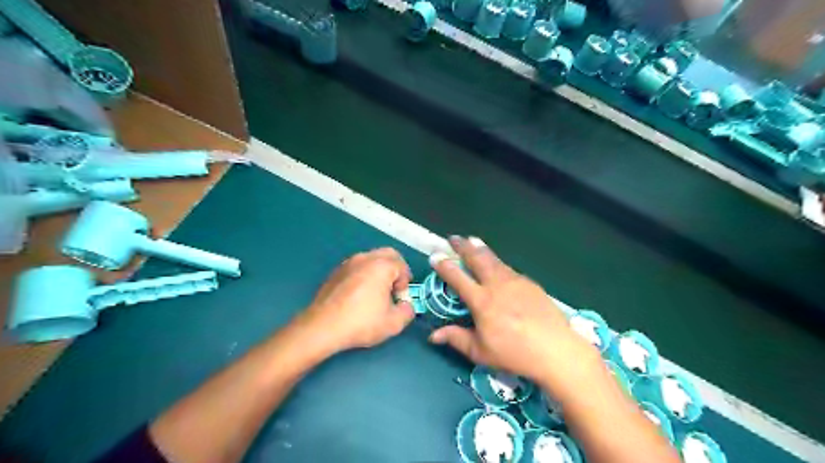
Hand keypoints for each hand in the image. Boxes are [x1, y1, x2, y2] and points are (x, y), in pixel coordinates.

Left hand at [294, 250, 414, 354]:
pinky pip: (357, 267)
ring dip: (379, 271)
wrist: (322, 327)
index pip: (402, 266)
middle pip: (388, 254)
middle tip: (393, 289)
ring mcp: (348, 263)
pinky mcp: (336, 272)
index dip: (405, 284)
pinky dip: (364, 275)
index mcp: (381, 266)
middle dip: (395, 270)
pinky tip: (359, 296)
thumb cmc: (361, 323)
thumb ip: (407, 311)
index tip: (399, 299)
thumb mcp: (393, 323)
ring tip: (376, 293)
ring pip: (371, 258)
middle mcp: (365, 258)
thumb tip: (405, 305)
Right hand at [424, 236, 600, 392]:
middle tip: (453, 238)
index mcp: (481, 301)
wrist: (555, 349)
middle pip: (477, 259)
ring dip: (481, 249)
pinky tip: (497, 266)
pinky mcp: (529, 283)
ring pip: (494, 259)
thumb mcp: (480, 351)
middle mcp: (496, 285)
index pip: (457, 278)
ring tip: (472, 240)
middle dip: (463, 246)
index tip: (435, 256)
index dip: (444, 265)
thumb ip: (456, 339)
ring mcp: (515, 281)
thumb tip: (433, 336)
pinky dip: (497, 263)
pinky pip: (508, 268)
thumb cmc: (514, 353)